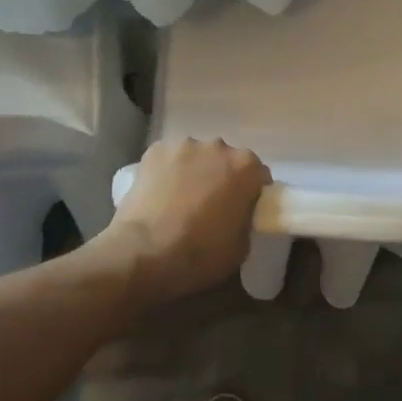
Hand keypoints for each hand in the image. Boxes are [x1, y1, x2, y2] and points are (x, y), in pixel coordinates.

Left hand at [99, 138, 269, 304]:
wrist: (143, 254)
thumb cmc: (199, 254)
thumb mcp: (241, 247)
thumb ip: (246, 220)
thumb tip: (238, 214)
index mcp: (246, 167)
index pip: (258, 175)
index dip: (251, 193)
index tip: (242, 210)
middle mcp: (218, 146)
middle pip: (225, 160)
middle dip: (221, 178)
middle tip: (210, 206)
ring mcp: (184, 145)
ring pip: (195, 157)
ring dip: (194, 172)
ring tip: (179, 200)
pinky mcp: (154, 151)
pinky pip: (168, 159)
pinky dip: (167, 172)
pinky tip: (158, 195)